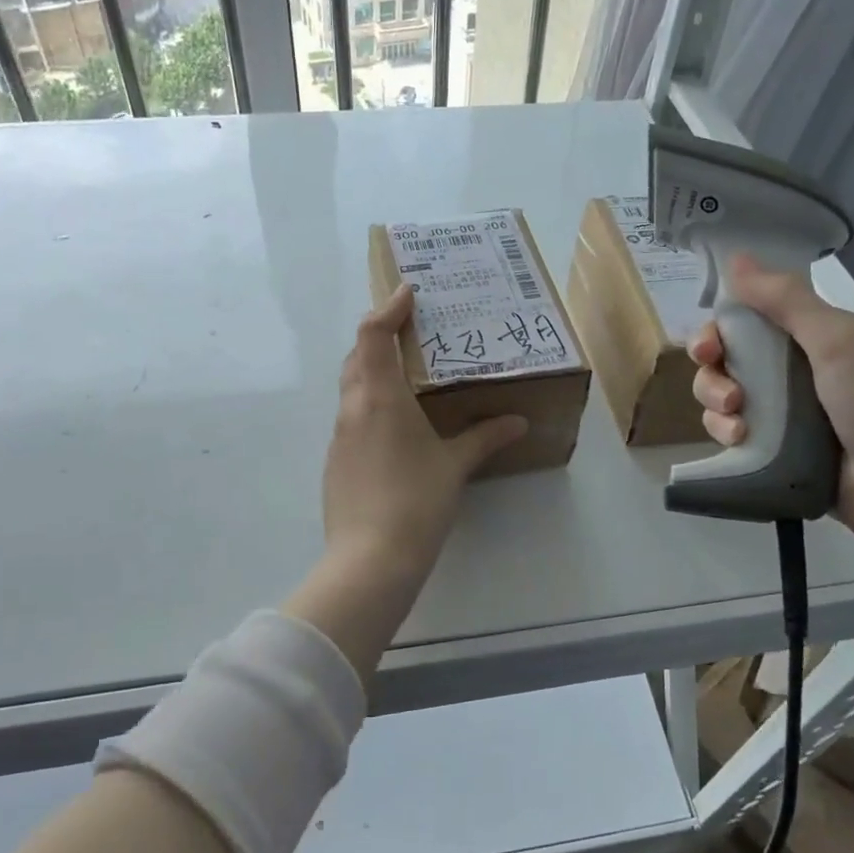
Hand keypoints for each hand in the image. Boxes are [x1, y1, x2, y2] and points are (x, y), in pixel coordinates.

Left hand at [322, 285, 527, 585]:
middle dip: (378, 336)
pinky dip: (369, 402)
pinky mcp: (336, 461)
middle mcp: (353, 408)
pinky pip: (351, 416)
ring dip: (372, 369)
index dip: (387, 308)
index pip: (373, 335)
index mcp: (380, 397)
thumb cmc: (416, 502)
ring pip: (350, 386)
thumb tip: (518, 422)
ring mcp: (339, 437)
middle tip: (410, 331)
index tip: (407, 292)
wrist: (369, 560)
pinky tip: (394, 424)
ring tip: (406, 373)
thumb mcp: (455, 466)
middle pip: (356, 356)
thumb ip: (485, 438)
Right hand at [689, 254, 853, 549]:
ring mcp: (781, 412)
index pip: (747, 319)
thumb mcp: (838, 339)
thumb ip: (786, 299)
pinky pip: (729, 431)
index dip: (720, 327)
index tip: (709, 344)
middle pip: (726, 357)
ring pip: (721, 394)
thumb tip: (736, 257)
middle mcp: (792, 369)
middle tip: (724, 388)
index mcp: (811, 337)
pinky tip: (738, 439)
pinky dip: (724, 431)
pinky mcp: (771, 448)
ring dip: (715, 401)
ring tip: (735, 418)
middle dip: (712, 369)